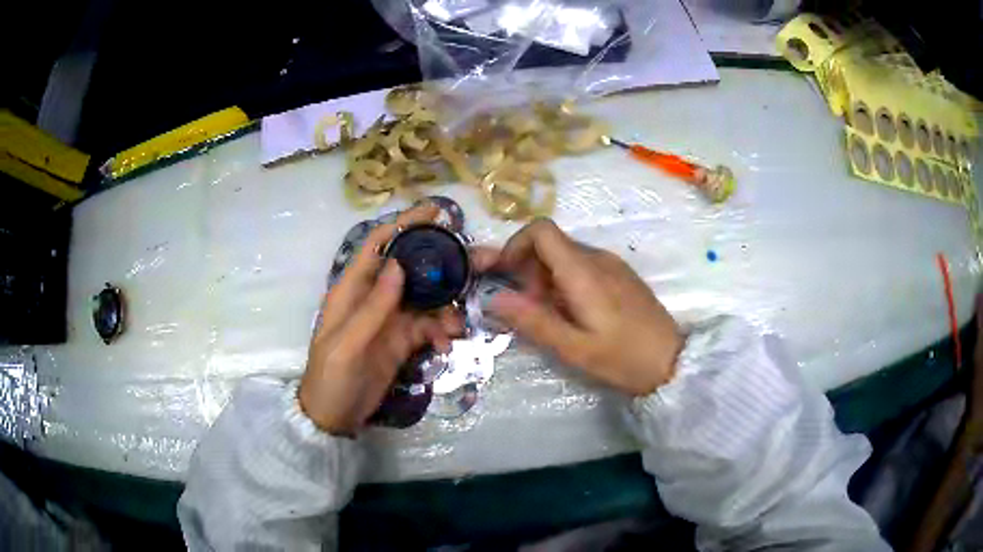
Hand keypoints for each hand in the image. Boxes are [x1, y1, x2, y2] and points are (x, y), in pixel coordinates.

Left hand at [300, 204, 461, 434]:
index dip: (403, 224)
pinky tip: (446, 345)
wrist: (334, 417)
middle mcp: (373, 298)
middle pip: (408, 268)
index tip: (434, 212)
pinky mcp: (402, 341)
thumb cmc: (331, 378)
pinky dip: (440, 332)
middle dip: (436, 265)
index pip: (377, 245)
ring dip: (445, 307)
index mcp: (351, 290)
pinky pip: (428, 327)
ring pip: (424, 299)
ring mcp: (390, 320)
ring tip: (458, 324)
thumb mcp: (348, 344)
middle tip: (468, 265)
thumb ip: (372, 307)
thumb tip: (399, 264)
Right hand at [477, 219, 683, 395]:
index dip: (515, 245)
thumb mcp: (573, 348)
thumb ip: (532, 321)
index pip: (540, 230)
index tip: (505, 276)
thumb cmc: (623, 358)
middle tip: (524, 307)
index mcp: (583, 271)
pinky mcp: (620, 274)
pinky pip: (582, 265)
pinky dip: (564, 281)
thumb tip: (493, 298)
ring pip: (565, 255)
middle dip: (526, 269)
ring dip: (544, 278)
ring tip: (548, 315)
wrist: (673, 361)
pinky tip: (571, 312)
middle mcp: (597, 257)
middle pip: (549, 243)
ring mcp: (612, 264)